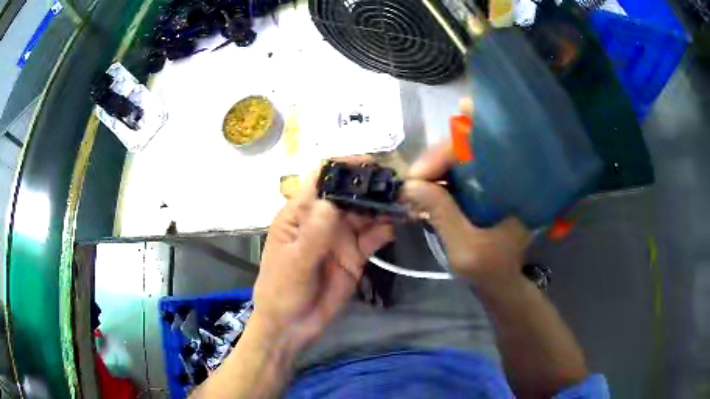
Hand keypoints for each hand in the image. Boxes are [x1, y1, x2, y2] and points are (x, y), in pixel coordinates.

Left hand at [252, 164, 393, 350]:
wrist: (292, 326)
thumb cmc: (282, 291)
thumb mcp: (294, 262)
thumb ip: (314, 234)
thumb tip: (334, 202)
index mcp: (300, 213)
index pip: (321, 179)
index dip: (343, 166)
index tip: (369, 163)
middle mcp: (322, 219)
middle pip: (348, 193)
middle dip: (371, 184)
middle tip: (398, 180)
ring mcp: (340, 236)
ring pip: (365, 212)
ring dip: (383, 205)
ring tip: (406, 198)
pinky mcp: (355, 254)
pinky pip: (374, 236)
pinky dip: (387, 227)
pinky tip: (402, 221)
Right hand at [399, 98, 531, 284]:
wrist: (500, 281)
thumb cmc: (490, 269)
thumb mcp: (465, 247)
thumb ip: (442, 214)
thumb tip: (409, 184)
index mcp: (517, 184)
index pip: (491, 144)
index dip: (462, 136)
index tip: (429, 162)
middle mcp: (509, 172)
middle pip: (473, 142)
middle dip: (440, 155)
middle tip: (416, 179)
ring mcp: (494, 177)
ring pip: (463, 153)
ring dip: (437, 163)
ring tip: (417, 182)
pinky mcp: (483, 185)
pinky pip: (459, 168)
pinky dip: (440, 172)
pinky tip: (426, 183)